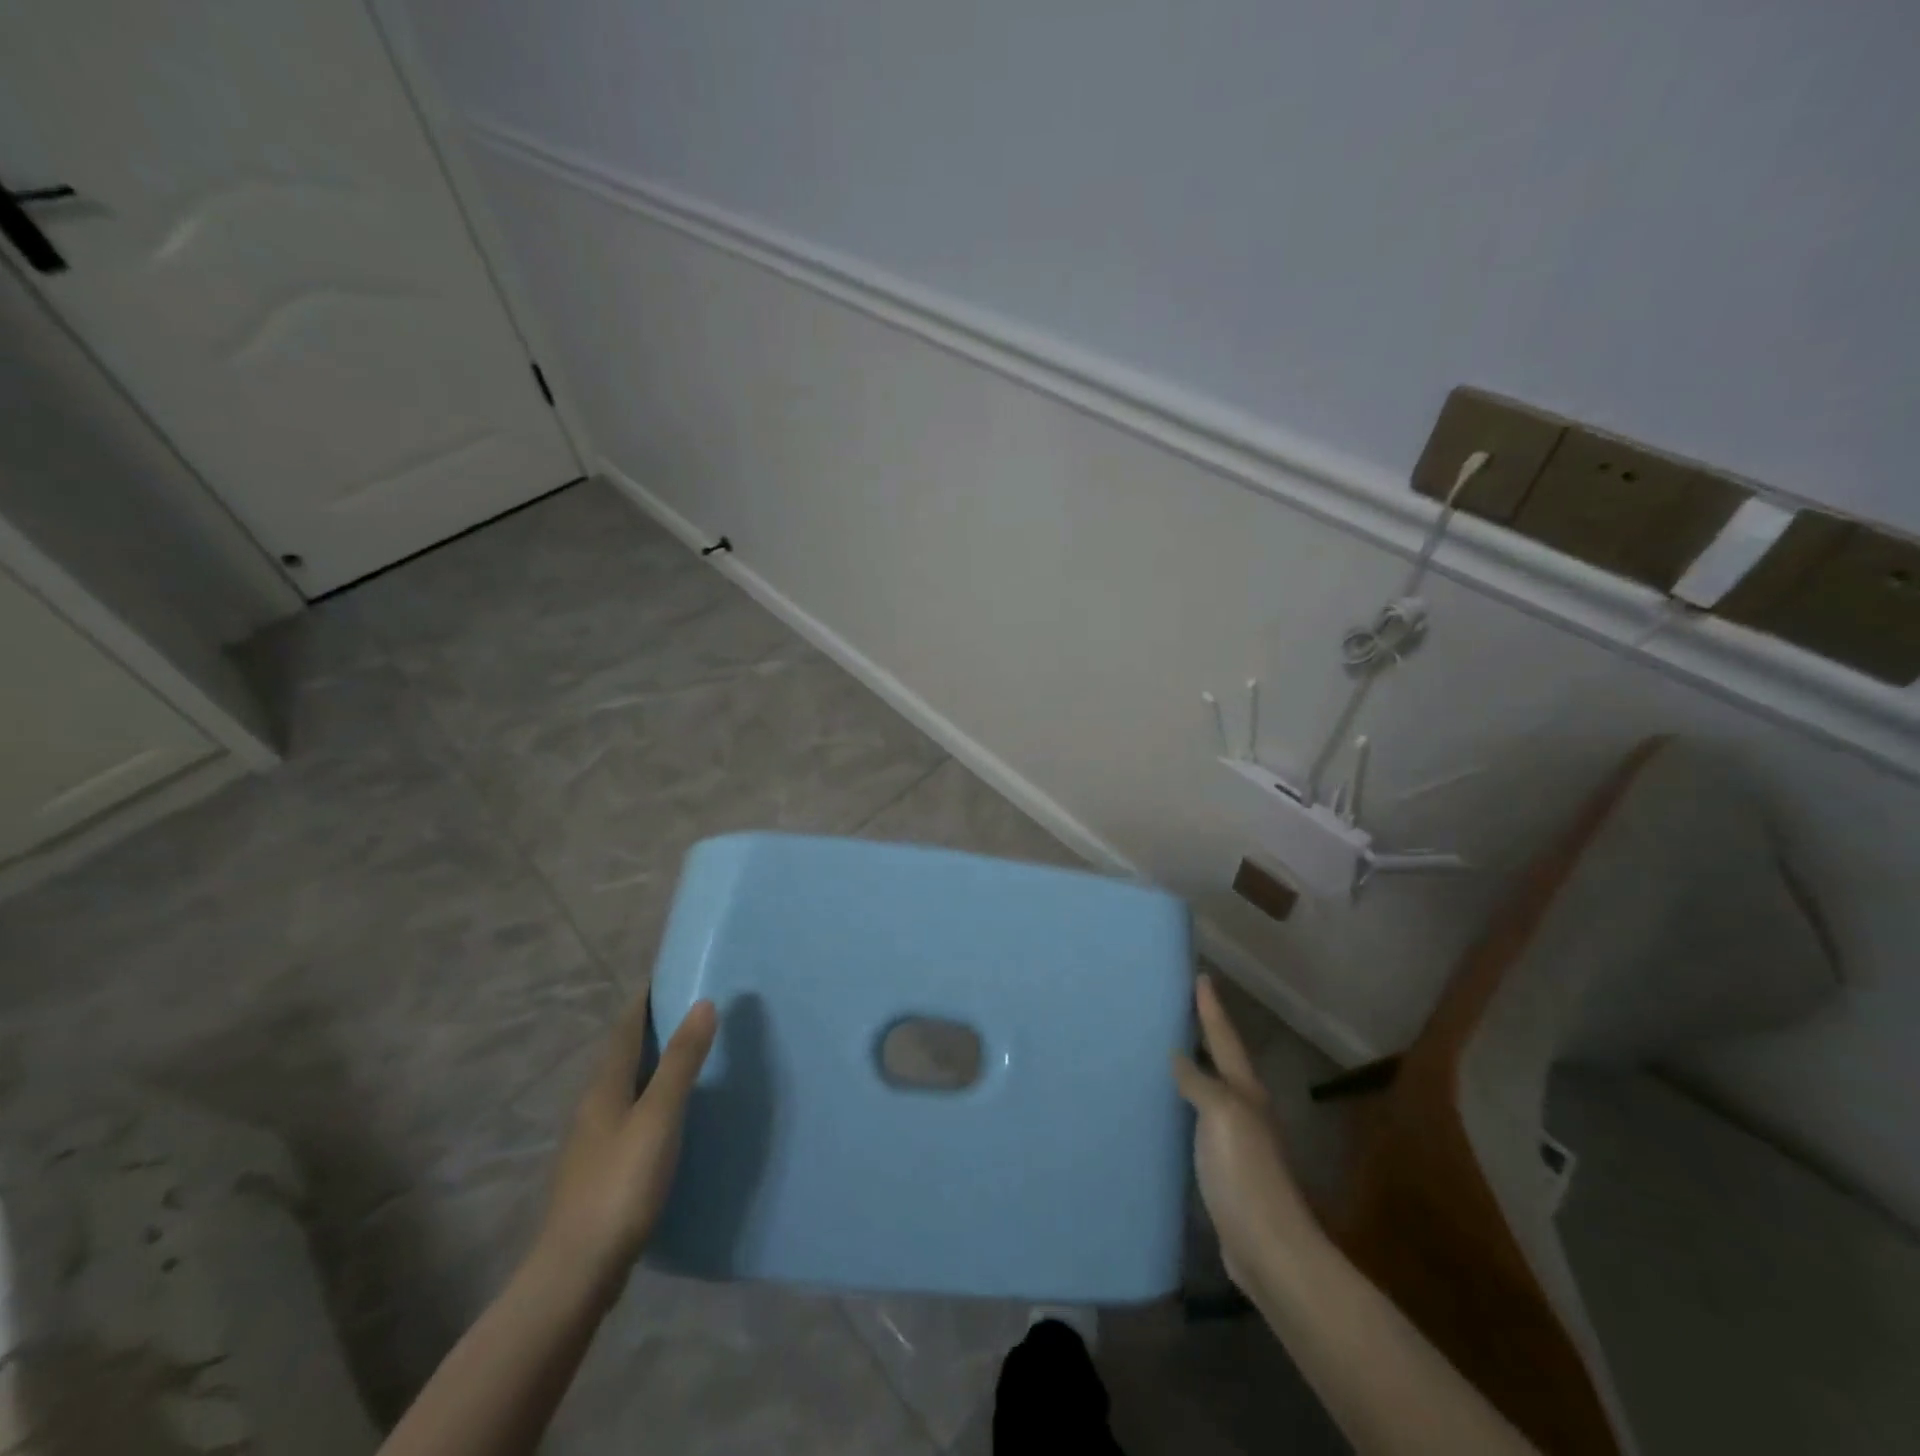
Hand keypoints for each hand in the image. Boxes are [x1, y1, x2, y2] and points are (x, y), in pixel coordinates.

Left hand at [535, 990, 718, 1291]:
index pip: (625, 1030)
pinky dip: (649, 1101)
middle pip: (622, 1056)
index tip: (667, 974)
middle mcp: (592, 1108)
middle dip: (649, 1029)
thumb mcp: (660, 1117)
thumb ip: (682, 1061)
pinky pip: (627, 1118)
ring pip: (623, 1089)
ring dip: (649, 1066)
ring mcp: (592, 1144)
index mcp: (604, 1088)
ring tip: (685, 1058)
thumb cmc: (621, 1185)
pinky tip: (668, 1119)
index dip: (644, 1001)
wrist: (576, 1273)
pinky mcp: (599, 1174)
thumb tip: (703, 1003)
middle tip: (688, 1009)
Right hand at [1173, 975, 1320, 1291]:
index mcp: (1245, 1092)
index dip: (1212, 1009)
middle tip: (1178, 1008)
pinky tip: (1165, 1109)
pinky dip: (1183, 1106)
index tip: (1200, 976)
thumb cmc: (1245, 1172)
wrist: (1268, 1248)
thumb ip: (1199, 1082)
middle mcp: (1244, 1110)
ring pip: (1209, 1091)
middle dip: (1204, 1034)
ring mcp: (1234, 1141)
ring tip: (1163, 1050)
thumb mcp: (1222, 1114)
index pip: (1224, 1039)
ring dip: (1192, 1070)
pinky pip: (1198, 1123)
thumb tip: (1178, 1055)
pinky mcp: (1222, 1170)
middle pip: (1222, 1062)